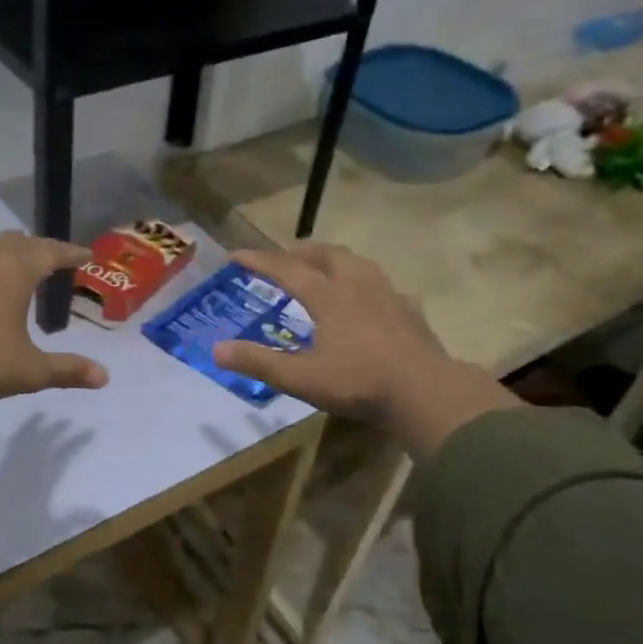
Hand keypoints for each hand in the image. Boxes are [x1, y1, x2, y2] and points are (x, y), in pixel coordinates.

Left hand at [0, 232, 107, 449]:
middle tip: (51, 257)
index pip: (50, 252)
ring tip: (14, 263)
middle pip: (16, 241)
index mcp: (14, 271)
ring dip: (4, 250)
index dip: (70, 253)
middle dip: (37, 246)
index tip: (86, 255)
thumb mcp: (29, 371)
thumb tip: (104, 378)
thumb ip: (67, 371)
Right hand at [209, 244, 517, 456]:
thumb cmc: (358, 382)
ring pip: (358, 263)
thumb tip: (217, 349)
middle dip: (300, 251)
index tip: (235, 255)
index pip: (286, 269)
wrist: (425, 392)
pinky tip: (371, 298)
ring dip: (335, 259)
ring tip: (325, 266)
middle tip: (283, 255)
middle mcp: (358, 285)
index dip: (259, 261)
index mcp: (328, 296)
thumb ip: (259, 363)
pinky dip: (368, 284)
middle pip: (326, 255)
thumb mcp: (301, 378)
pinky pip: (385, 286)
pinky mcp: (410, 311)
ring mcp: (388, 295)